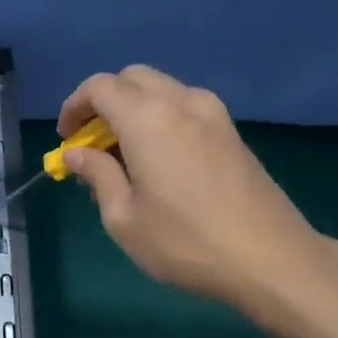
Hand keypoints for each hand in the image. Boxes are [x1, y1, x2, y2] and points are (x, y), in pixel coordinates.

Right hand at [58, 66, 337, 317]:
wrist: (270, 259)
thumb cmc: (185, 243)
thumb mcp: (124, 218)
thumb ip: (97, 175)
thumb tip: (77, 153)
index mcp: (147, 119)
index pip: (100, 87)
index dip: (74, 106)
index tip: (67, 139)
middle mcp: (181, 102)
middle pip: (132, 78)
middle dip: (104, 102)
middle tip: (92, 143)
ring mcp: (213, 114)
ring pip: (162, 90)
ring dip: (134, 109)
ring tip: (124, 155)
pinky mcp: (233, 132)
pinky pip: (186, 107)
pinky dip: (161, 119)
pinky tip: (159, 161)